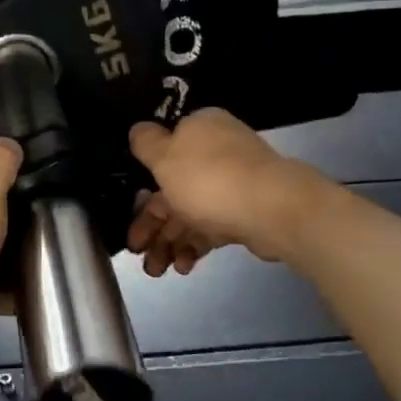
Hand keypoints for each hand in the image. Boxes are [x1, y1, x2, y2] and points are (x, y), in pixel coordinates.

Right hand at [126, 109, 322, 274]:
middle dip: (152, 224)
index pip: (163, 152)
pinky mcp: (245, 212)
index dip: (142, 184)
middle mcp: (216, 152)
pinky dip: (194, 245)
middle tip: (136, 251)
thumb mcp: (164, 156)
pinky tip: (183, 266)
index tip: (128, 211)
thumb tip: (138, 129)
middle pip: (173, 188)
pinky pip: (211, 227)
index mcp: (198, 129)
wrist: (272, 210)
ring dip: (169, 241)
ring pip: (190, 211)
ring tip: (156, 271)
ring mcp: (233, 183)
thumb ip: (145, 143)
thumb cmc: (209, 178)